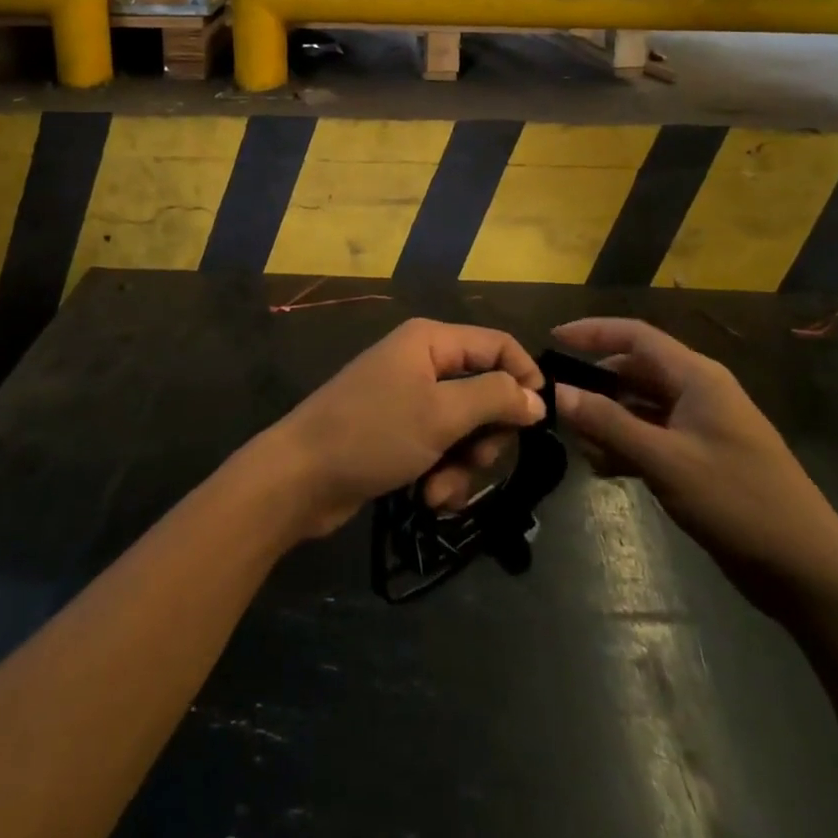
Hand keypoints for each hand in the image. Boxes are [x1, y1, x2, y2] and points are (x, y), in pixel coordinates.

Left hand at [266, 319, 546, 540]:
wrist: (300, 477)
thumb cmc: (372, 434)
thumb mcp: (441, 414)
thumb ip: (494, 399)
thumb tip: (537, 397)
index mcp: (431, 341)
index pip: (499, 345)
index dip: (525, 378)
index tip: (538, 423)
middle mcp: (423, 362)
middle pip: (485, 392)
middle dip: (486, 436)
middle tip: (475, 461)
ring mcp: (409, 399)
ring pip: (465, 428)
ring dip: (463, 465)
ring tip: (438, 490)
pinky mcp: (399, 433)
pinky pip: (440, 449)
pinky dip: (441, 474)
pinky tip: (426, 497)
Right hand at [551, 318, 837, 612]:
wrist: (809, 571)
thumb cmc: (739, 503)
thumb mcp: (666, 461)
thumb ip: (609, 424)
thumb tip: (558, 393)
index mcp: (697, 377)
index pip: (635, 336)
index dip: (592, 332)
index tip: (551, 339)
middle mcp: (698, 392)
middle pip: (635, 370)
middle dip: (595, 384)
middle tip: (557, 403)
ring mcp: (701, 426)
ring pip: (641, 406)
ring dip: (608, 420)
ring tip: (577, 443)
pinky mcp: (702, 459)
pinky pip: (652, 436)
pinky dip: (626, 445)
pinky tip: (604, 469)